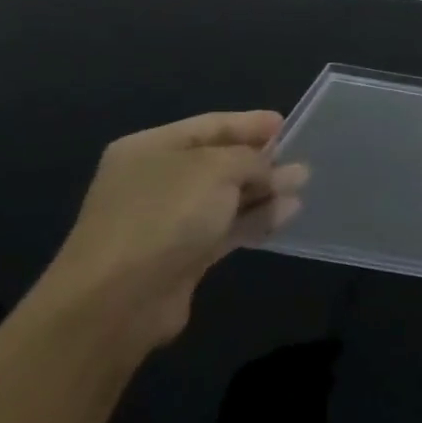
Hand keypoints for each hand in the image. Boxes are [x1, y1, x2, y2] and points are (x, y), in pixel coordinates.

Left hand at [32, 111, 307, 352]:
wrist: (119, 299)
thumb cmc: (165, 215)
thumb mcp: (216, 169)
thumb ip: (251, 160)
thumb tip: (273, 170)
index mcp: (151, 148)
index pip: (209, 125)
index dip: (248, 123)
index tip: (285, 123)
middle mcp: (156, 180)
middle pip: (218, 161)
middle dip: (261, 159)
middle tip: (300, 157)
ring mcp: (168, 220)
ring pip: (226, 197)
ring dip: (264, 190)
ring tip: (302, 184)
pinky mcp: (182, 255)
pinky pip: (226, 228)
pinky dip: (256, 219)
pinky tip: (288, 213)